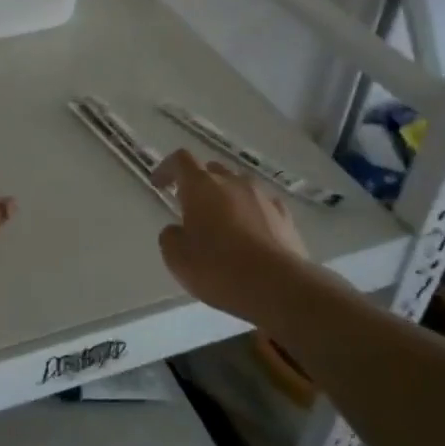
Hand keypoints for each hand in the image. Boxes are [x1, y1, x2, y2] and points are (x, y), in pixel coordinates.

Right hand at [152, 149, 309, 322]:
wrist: (277, 286)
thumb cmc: (218, 268)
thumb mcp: (177, 258)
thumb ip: (171, 237)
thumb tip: (177, 230)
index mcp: (201, 186)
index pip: (181, 160)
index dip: (167, 168)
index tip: (159, 185)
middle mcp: (233, 182)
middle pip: (212, 171)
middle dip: (199, 185)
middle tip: (191, 209)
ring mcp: (263, 197)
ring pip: (240, 186)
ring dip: (227, 198)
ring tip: (223, 224)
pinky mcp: (285, 216)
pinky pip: (263, 205)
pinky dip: (253, 213)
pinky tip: (251, 234)